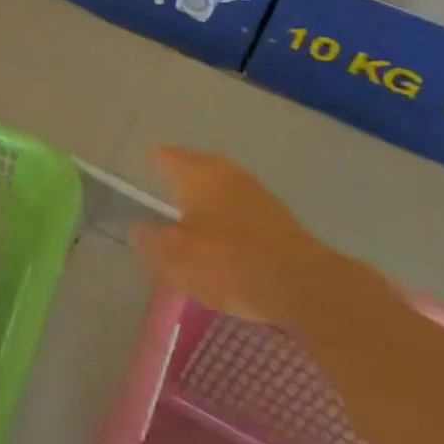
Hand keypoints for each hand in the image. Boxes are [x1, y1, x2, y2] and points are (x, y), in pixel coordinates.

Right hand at [130, 148, 334, 323]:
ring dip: (206, 195)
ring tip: (190, 211)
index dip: (152, 161)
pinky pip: (241, 206)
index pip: (167, 156)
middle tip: (163, 186)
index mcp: (198, 174)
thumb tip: (138, 227)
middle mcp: (226, 173)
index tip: (140, 168)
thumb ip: (151, 240)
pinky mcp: (279, 218)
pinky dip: (227, 213)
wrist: (305, 286)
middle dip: (181, 175)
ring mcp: (256, 192)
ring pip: (221, 185)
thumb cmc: (230, 263)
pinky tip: (223, 232)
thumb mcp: (177, 257)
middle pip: (197, 166)